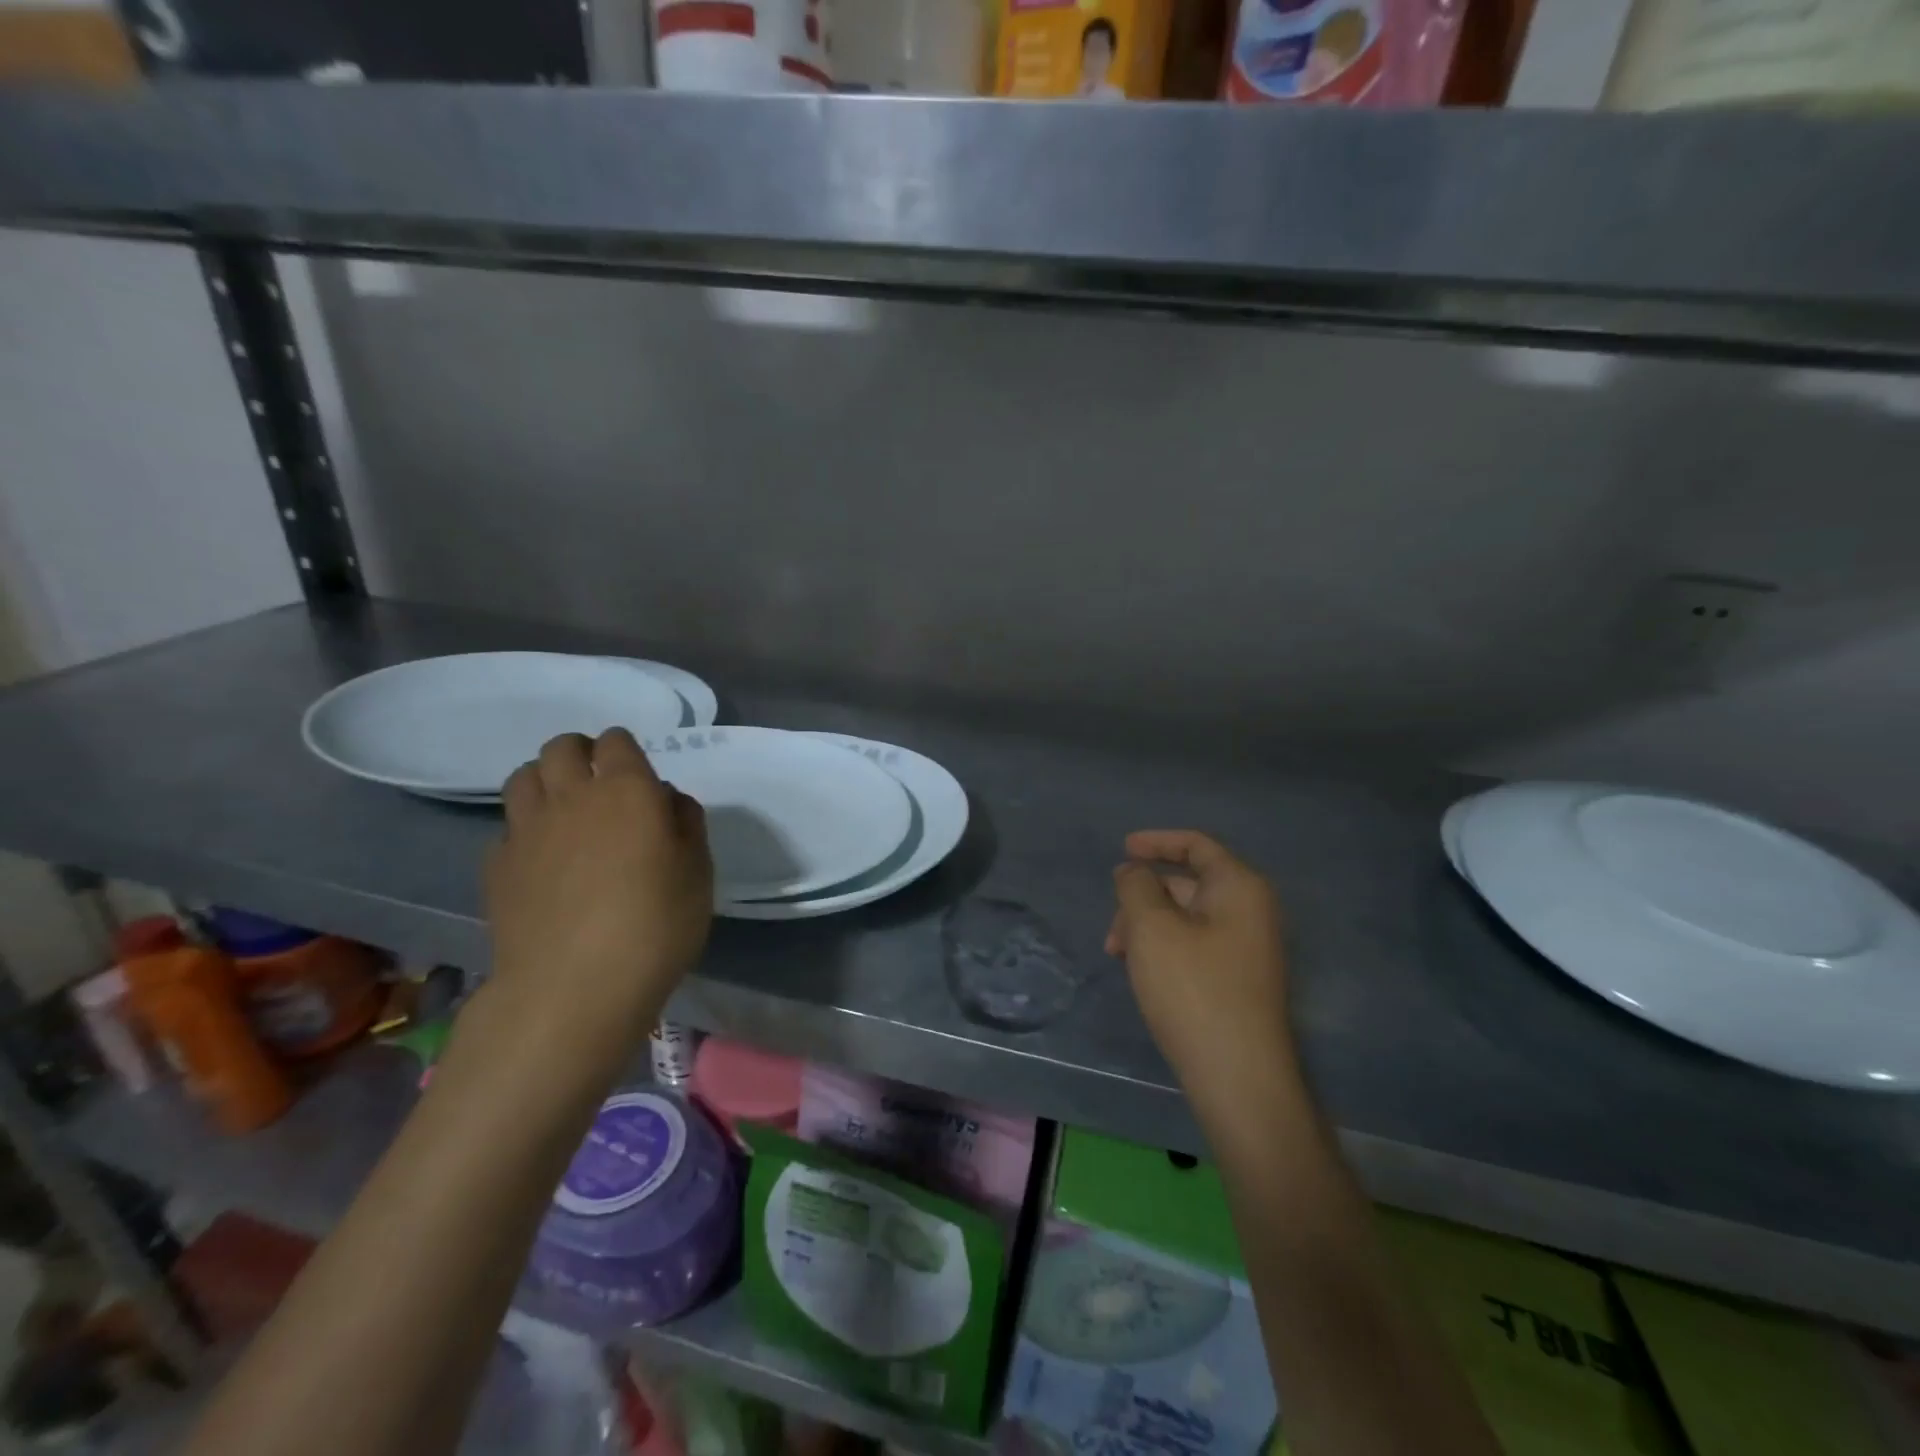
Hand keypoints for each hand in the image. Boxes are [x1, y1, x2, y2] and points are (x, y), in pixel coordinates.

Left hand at [484, 730, 712, 1054]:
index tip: (637, 774)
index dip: (625, 750)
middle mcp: (571, 796)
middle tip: (598, 782)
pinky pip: (508, 827)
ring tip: (564, 810)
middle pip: (561, 747)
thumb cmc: (655, 926)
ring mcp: (526, 830)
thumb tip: (666, 799)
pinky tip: (542, 859)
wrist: (572, 988)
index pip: (616, 741)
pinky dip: (525, 829)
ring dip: (545, 781)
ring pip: (523, 777)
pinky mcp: (497, 865)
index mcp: (626, 790)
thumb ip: (687, 824)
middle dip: (580, 753)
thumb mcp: (699, 873)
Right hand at [1107, 831, 1292, 1096]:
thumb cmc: (1193, 990)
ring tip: (1119, 957)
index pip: (1196, 844)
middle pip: (1188, 883)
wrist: (1239, 1078)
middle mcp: (1251, 911)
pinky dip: (1164, 948)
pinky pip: (1195, 945)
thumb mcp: (1152, 928)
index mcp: (1239, 887)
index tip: (1122, 849)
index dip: (1156, 842)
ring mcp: (1248, 948)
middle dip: (1143, 897)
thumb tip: (1134, 871)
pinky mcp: (1239, 980)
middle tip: (1112, 929)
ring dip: (1148, 926)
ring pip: (1186, 918)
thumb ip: (1137, 886)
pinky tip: (1142, 973)